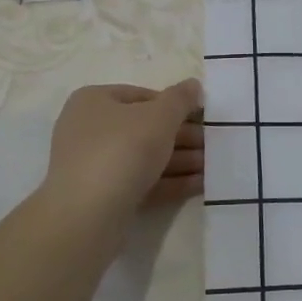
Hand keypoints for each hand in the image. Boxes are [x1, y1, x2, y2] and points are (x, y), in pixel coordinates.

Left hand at [43, 81, 203, 221]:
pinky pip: (141, 182)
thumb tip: (192, 85)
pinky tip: (200, 184)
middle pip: (145, 128)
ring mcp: (94, 166)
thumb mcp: (160, 115)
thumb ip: (180, 98)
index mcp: (94, 101)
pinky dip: (169, 182)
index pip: (141, 95)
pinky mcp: (102, 197)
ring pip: (144, 157)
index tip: (201, 116)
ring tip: (213, 166)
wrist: (88, 215)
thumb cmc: (123, 149)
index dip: (175, 104)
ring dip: (181, 160)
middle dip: (182, 136)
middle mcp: (88, 130)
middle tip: (212, 144)